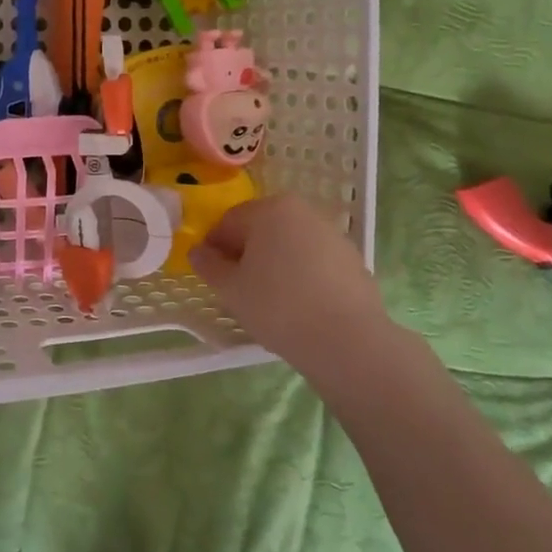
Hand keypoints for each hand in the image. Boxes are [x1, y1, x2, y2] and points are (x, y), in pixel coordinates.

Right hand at [190, 194, 392, 383]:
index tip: (211, 276)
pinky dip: (301, 276)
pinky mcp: (352, 260)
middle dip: (246, 254)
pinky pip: (314, 262)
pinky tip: (299, 306)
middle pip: (261, 229)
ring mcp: (332, 235)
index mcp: (270, 209)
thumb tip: (198, 252)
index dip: (214, 248)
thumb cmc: (278, 306)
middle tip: (238, 289)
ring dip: (274, 264)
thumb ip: (209, 265)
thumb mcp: (231, 289)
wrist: (348, 341)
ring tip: (270, 300)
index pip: (228, 223)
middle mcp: (302, 212)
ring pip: (289, 245)